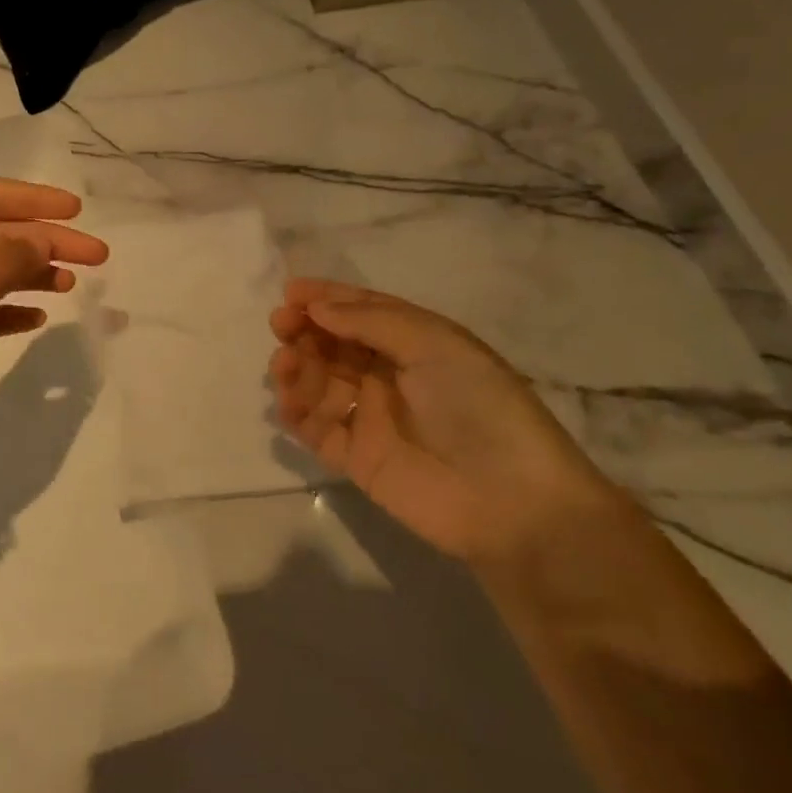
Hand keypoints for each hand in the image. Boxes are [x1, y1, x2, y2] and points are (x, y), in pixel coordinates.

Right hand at [269, 278, 620, 566]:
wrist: (510, 501)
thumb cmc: (477, 406)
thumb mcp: (434, 345)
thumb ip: (371, 321)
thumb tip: (315, 308)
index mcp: (415, 343)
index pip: (362, 312)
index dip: (326, 298)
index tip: (290, 291)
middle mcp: (389, 375)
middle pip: (334, 345)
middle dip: (304, 331)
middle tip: (281, 327)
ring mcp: (371, 417)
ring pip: (319, 383)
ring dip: (297, 369)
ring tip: (285, 367)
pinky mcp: (356, 458)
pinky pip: (316, 429)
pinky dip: (297, 413)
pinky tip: (289, 404)